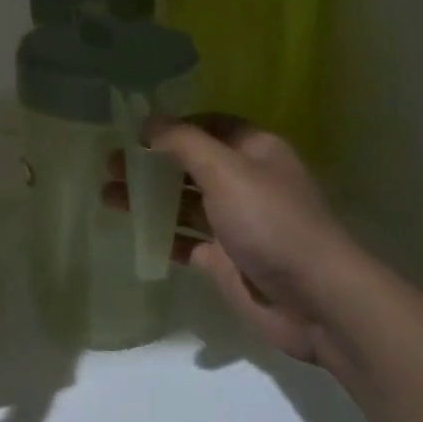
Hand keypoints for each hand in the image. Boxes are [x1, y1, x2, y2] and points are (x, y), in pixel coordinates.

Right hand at [104, 116, 366, 369]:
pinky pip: (186, 240)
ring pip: (183, 202)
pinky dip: (160, 235)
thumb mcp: (226, 170)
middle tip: (110, 164)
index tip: (133, 130)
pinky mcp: (225, 259)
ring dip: (148, 197)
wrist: (314, 300)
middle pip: (190, 164)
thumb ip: (183, 143)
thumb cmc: (271, 222)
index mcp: (254, 151)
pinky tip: (131, 231)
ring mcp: (234, 223)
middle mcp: (244, 182)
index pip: (208, 126)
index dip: (173, 125)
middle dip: (151, 162)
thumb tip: (148, 121)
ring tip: (107, 195)